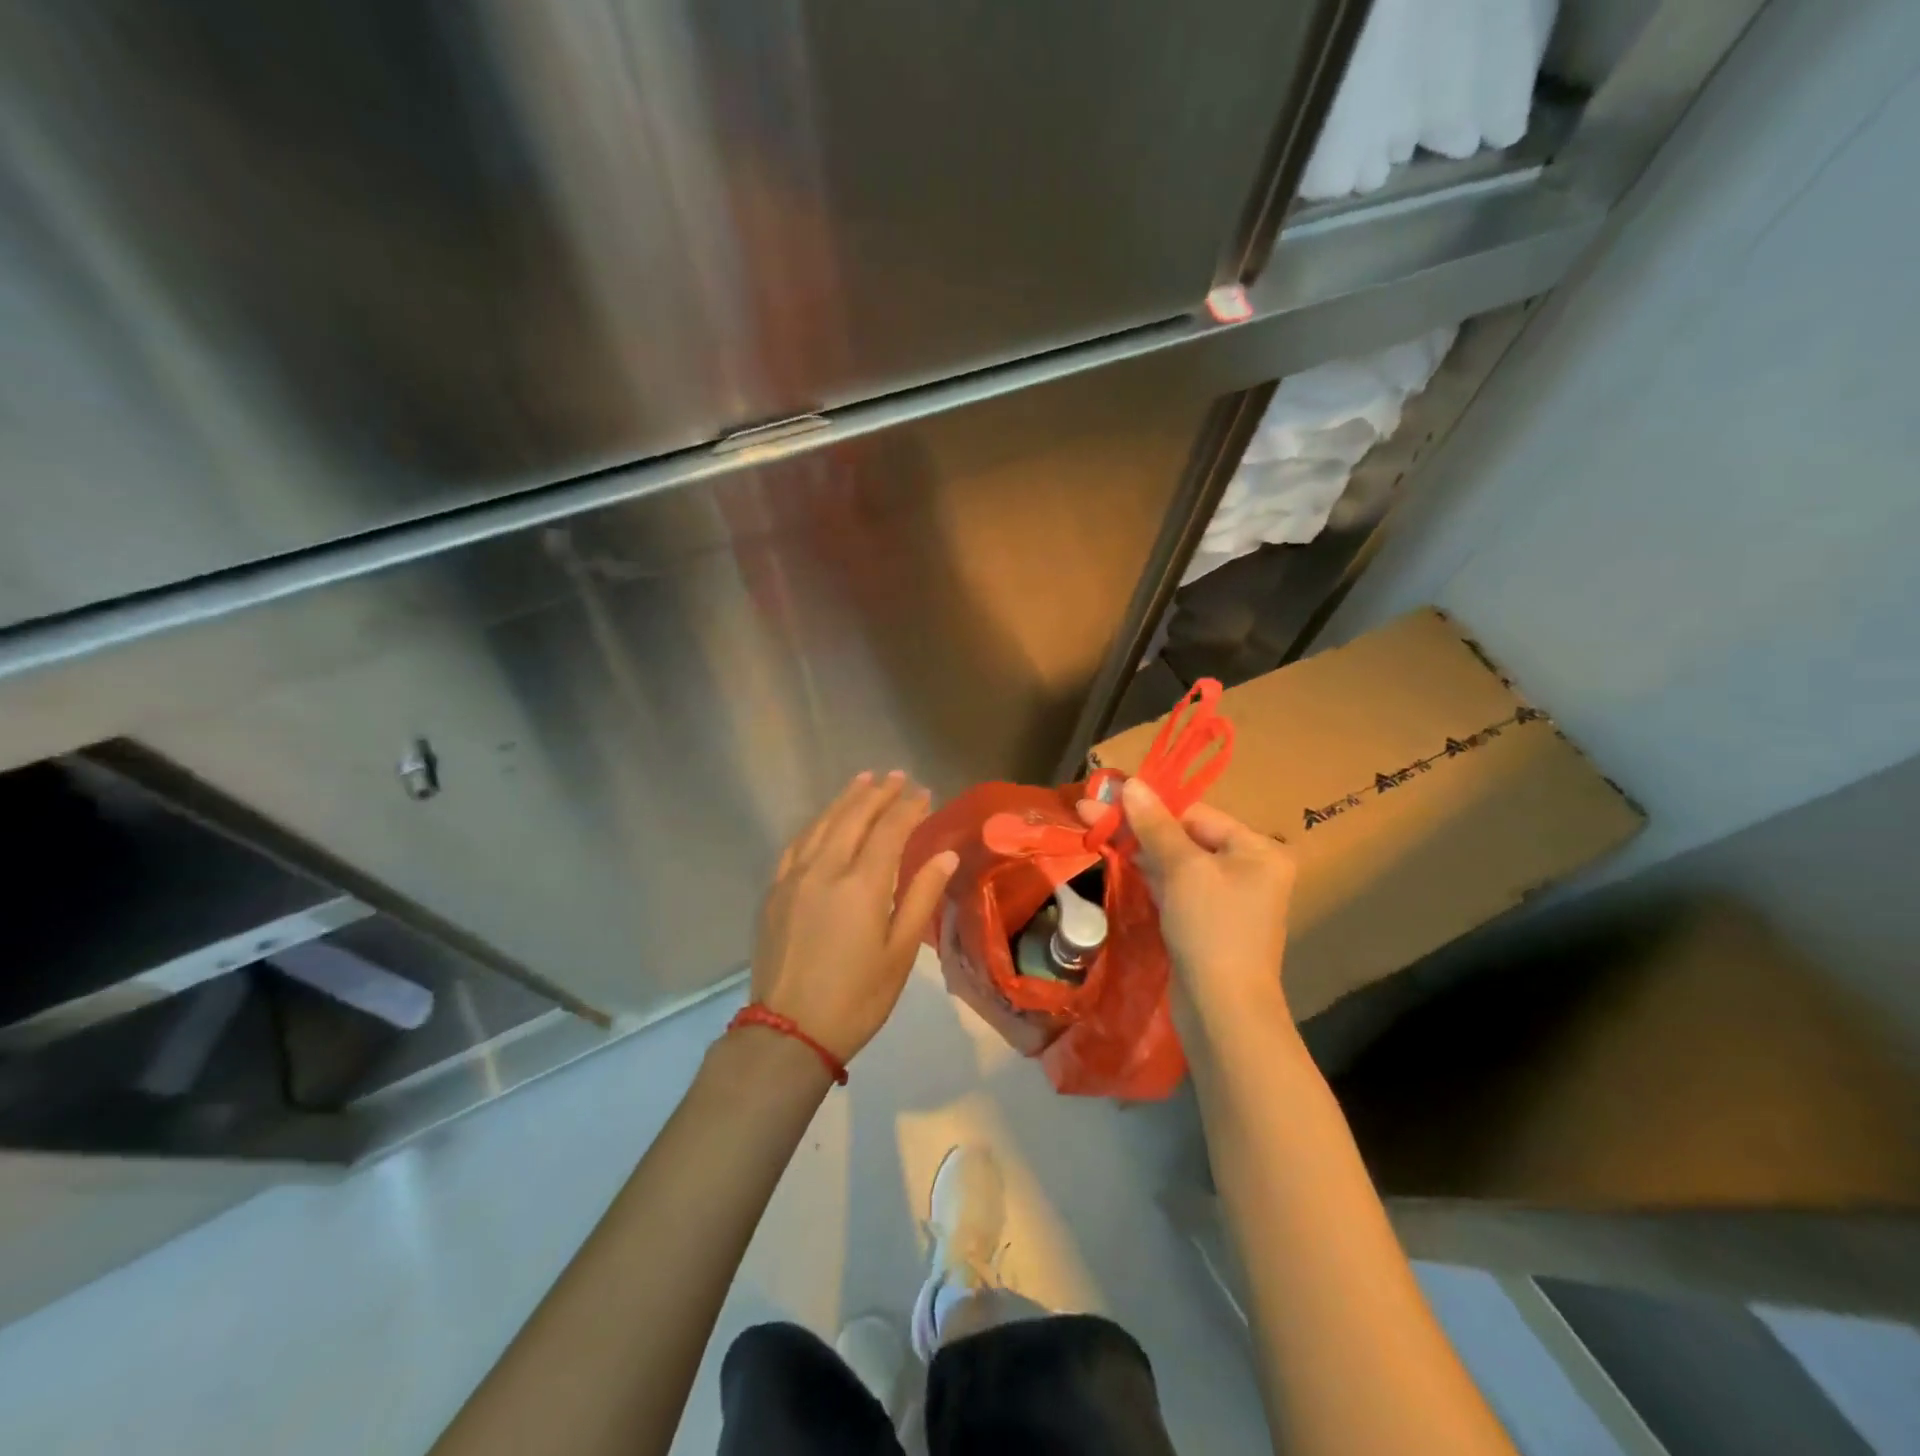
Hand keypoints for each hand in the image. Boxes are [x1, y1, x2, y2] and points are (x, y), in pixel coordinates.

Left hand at [752, 771, 959, 1061]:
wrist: (789, 1031)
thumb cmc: (857, 997)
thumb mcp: (900, 953)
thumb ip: (921, 897)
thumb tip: (945, 855)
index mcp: (862, 885)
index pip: (889, 830)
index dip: (909, 808)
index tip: (925, 792)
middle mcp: (825, 869)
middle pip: (854, 817)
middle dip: (878, 793)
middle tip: (898, 776)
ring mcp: (794, 878)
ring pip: (822, 824)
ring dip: (846, 799)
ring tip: (864, 780)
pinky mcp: (775, 891)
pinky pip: (796, 844)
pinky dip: (816, 824)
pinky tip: (824, 820)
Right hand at [1078, 778, 1294, 1043]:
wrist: (1222, 1011)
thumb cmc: (1211, 929)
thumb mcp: (1183, 870)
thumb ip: (1155, 825)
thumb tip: (1130, 783)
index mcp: (1257, 850)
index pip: (1196, 814)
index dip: (1151, 806)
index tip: (1108, 796)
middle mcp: (1248, 868)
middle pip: (1184, 835)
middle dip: (1138, 825)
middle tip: (1089, 810)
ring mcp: (1226, 897)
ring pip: (1175, 861)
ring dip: (1137, 847)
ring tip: (1093, 827)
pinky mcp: (1205, 921)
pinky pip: (1174, 886)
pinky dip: (1148, 874)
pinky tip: (1116, 857)